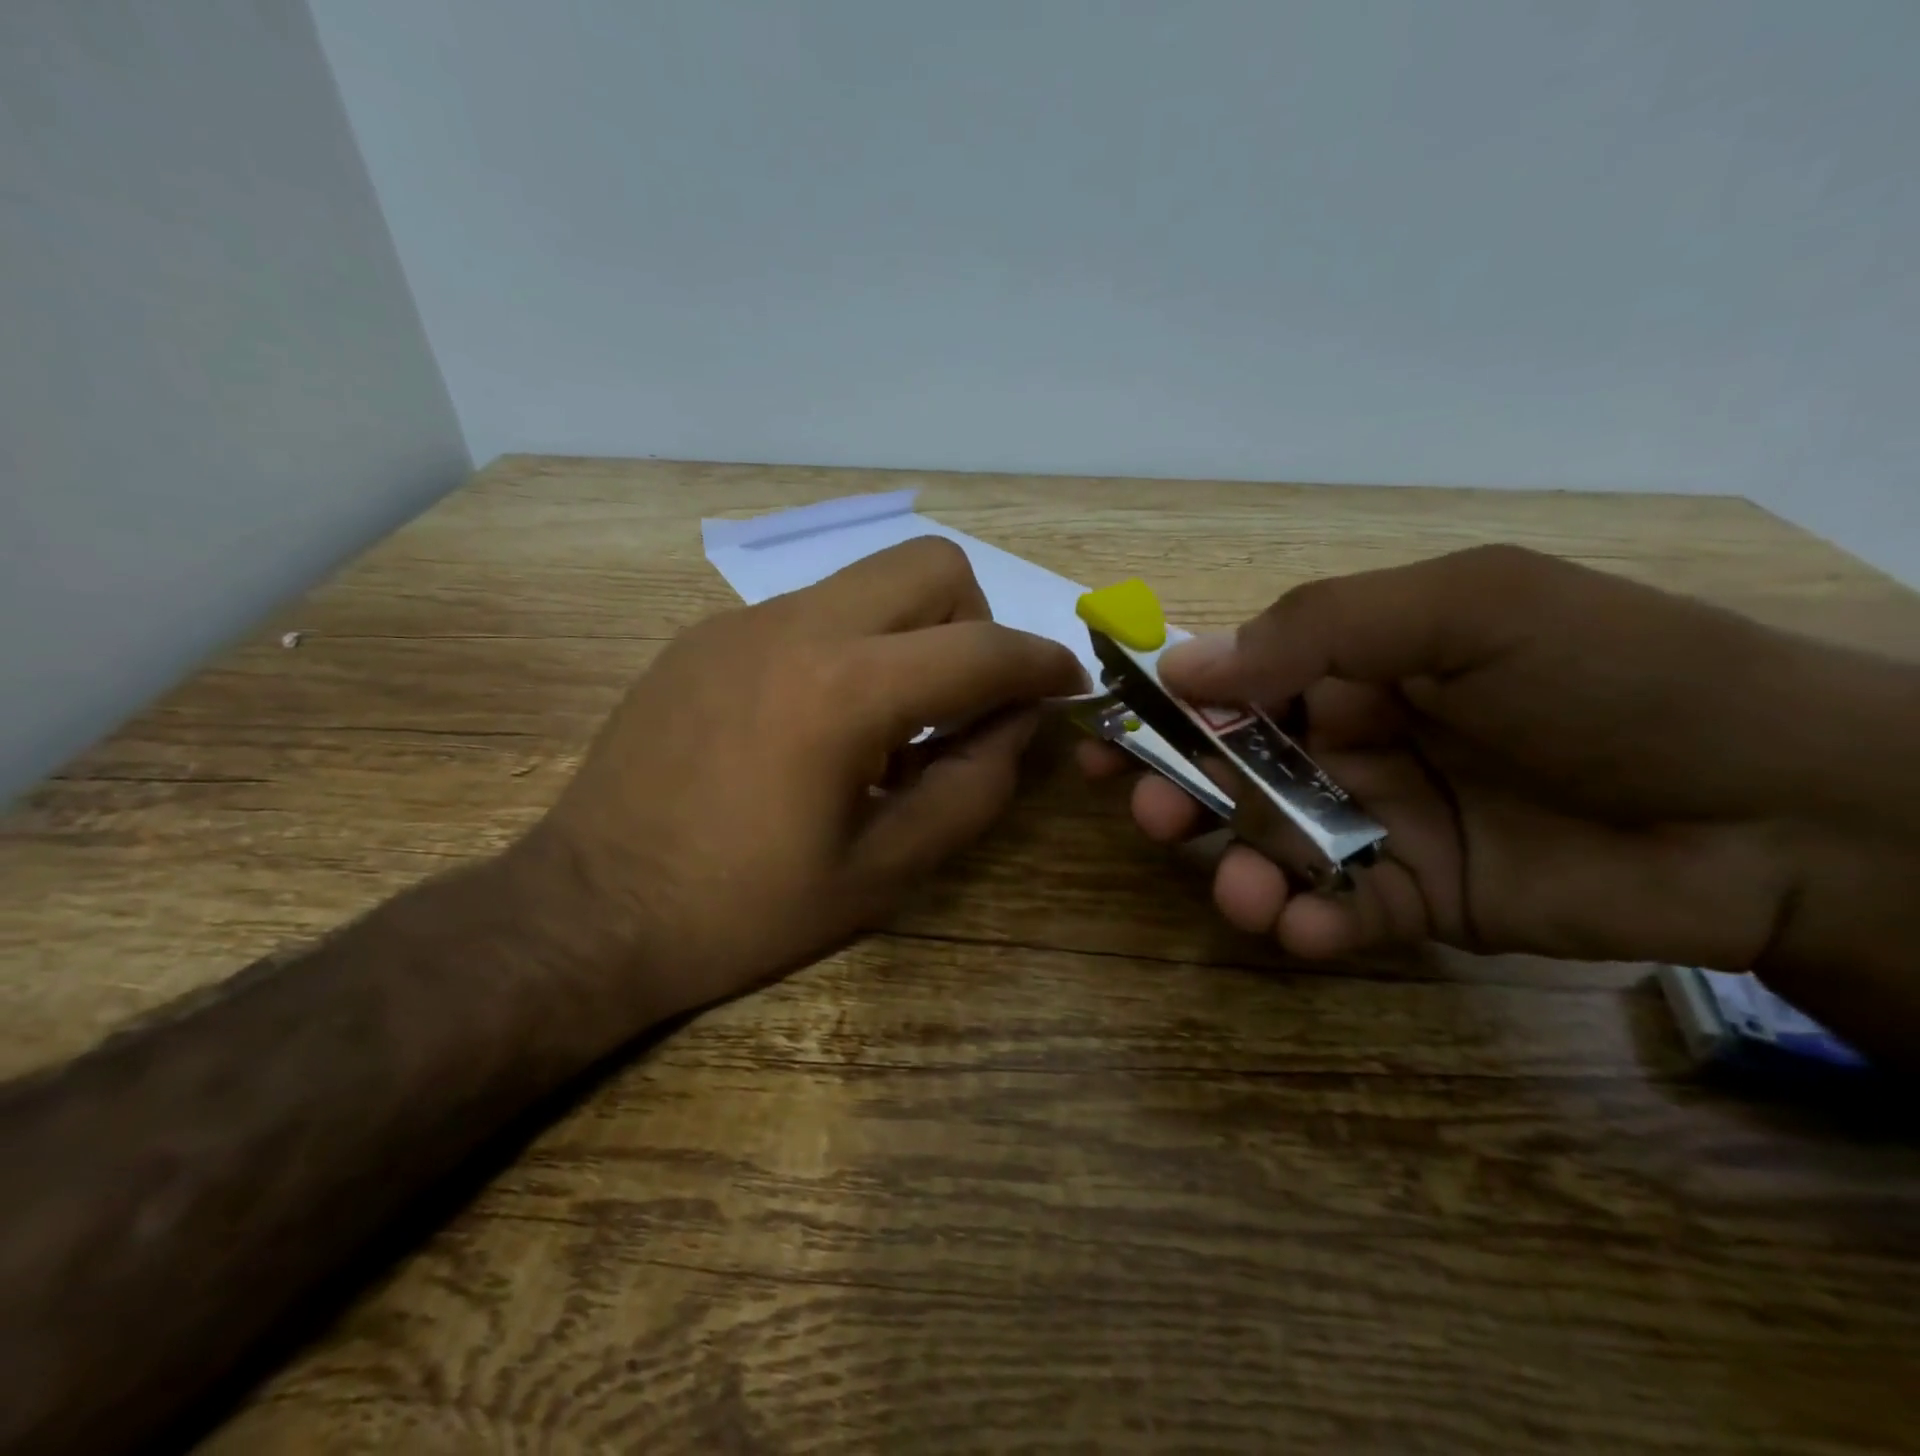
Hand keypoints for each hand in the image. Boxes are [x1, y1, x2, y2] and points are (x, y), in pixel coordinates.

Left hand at [522, 537, 1084, 1027]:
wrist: (590, 911)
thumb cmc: (746, 910)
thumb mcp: (885, 871)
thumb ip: (972, 787)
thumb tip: (1015, 723)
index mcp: (845, 692)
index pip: (981, 648)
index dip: (1042, 663)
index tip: (1067, 683)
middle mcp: (795, 628)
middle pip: (929, 564)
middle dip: (974, 620)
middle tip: (964, 698)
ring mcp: (740, 623)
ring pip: (866, 582)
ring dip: (908, 636)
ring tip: (884, 726)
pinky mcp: (703, 636)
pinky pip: (808, 613)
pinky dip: (846, 649)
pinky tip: (814, 726)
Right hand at [1081, 544, 1894, 976]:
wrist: (1791, 807)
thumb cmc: (1616, 676)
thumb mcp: (1468, 609)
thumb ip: (1320, 629)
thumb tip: (1185, 668)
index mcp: (1357, 664)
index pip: (1236, 684)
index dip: (1167, 709)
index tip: (1109, 736)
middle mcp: (1354, 740)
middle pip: (1237, 769)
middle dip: (1183, 792)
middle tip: (1146, 813)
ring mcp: (1382, 822)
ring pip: (1274, 845)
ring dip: (1239, 867)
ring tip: (1239, 891)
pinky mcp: (1418, 898)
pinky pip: (1339, 911)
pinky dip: (1308, 923)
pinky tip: (1302, 929)